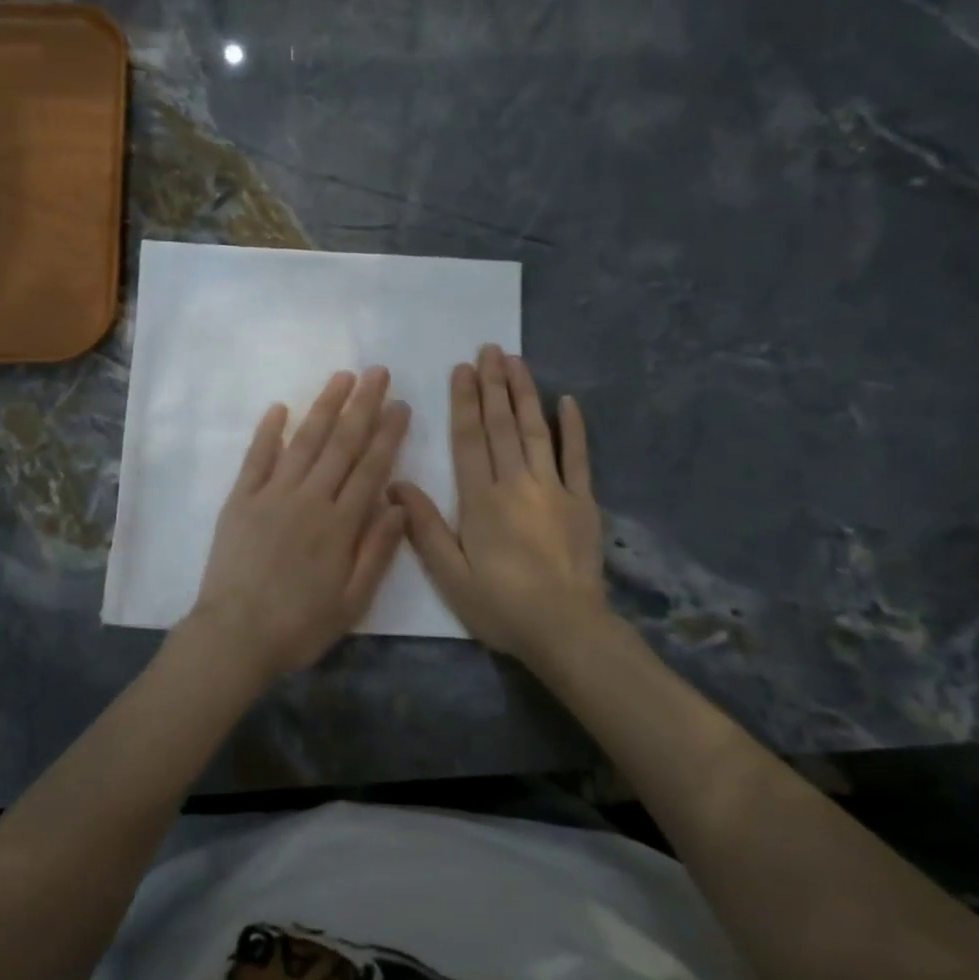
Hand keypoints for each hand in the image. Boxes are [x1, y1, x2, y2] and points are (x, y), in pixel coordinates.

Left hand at [185, 367, 410, 683]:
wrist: (234, 635)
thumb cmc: (299, 624)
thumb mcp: (352, 600)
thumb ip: (377, 550)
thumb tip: (398, 504)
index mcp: (340, 524)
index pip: (371, 467)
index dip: (388, 433)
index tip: (401, 404)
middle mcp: (309, 499)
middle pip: (341, 444)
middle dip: (362, 405)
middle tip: (378, 372)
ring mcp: (271, 494)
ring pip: (304, 441)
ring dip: (324, 406)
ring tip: (342, 377)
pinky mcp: (240, 499)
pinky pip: (256, 458)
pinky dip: (268, 432)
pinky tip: (280, 407)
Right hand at [391, 345, 606, 665]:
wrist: (566, 630)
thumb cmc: (501, 606)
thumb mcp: (450, 576)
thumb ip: (424, 528)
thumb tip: (395, 485)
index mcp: (481, 500)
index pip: (470, 440)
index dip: (465, 402)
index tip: (463, 369)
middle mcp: (516, 484)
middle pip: (502, 425)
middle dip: (493, 385)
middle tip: (489, 350)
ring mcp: (554, 489)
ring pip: (535, 431)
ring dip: (525, 393)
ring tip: (517, 361)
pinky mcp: (583, 501)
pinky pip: (578, 457)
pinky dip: (573, 428)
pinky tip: (568, 401)